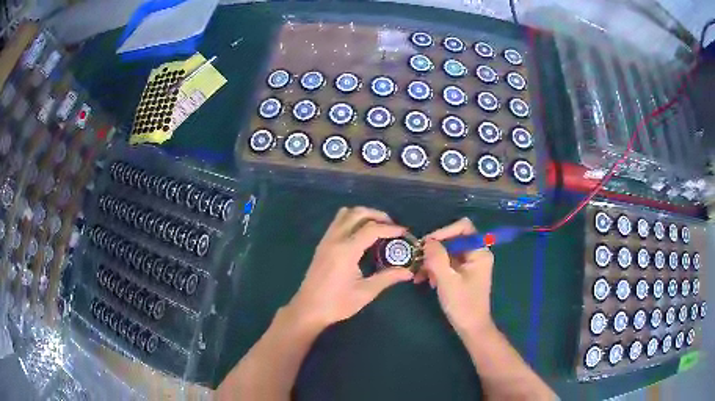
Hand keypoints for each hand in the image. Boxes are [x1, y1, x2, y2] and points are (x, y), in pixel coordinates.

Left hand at [287, 207, 414, 329]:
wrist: (308, 309)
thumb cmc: (337, 303)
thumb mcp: (365, 292)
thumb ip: (387, 278)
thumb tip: (408, 272)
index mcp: (346, 250)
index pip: (372, 229)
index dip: (390, 228)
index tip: (404, 232)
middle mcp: (335, 239)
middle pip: (357, 213)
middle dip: (377, 215)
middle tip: (391, 226)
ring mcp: (326, 240)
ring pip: (345, 214)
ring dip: (363, 214)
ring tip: (377, 227)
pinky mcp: (322, 244)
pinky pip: (337, 221)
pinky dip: (352, 220)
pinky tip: (360, 234)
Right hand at [414, 218, 494, 335]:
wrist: (471, 328)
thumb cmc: (463, 304)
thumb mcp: (447, 280)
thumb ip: (437, 258)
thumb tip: (427, 241)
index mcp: (479, 252)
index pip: (463, 227)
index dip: (444, 231)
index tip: (426, 244)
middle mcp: (476, 253)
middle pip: (453, 239)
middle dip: (434, 249)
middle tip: (418, 261)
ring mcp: (469, 264)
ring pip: (447, 252)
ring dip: (432, 261)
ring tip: (419, 275)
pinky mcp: (462, 273)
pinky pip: (446, 263)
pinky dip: (435, 269)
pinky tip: (425, 280)